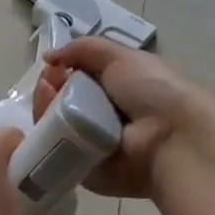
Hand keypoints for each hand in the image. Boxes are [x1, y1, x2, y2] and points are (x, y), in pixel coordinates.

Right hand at [34, 40, 198, 199]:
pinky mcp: (78, 166)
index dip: (61, 70)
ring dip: (43, 103)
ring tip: (47, 92)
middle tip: (48, 81)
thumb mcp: (121, 57)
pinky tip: (47, 114)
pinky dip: (45, 129)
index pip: (75, 80)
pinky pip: (52, 146)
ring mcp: (87, 142)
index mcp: (114, 91)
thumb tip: (49, 56)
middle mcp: (100, 116)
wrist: (171, 137)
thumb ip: (84, 49)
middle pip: (58, 100)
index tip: (53, 65)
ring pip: (50, 122)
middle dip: (49, 86)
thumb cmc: (152, 90)